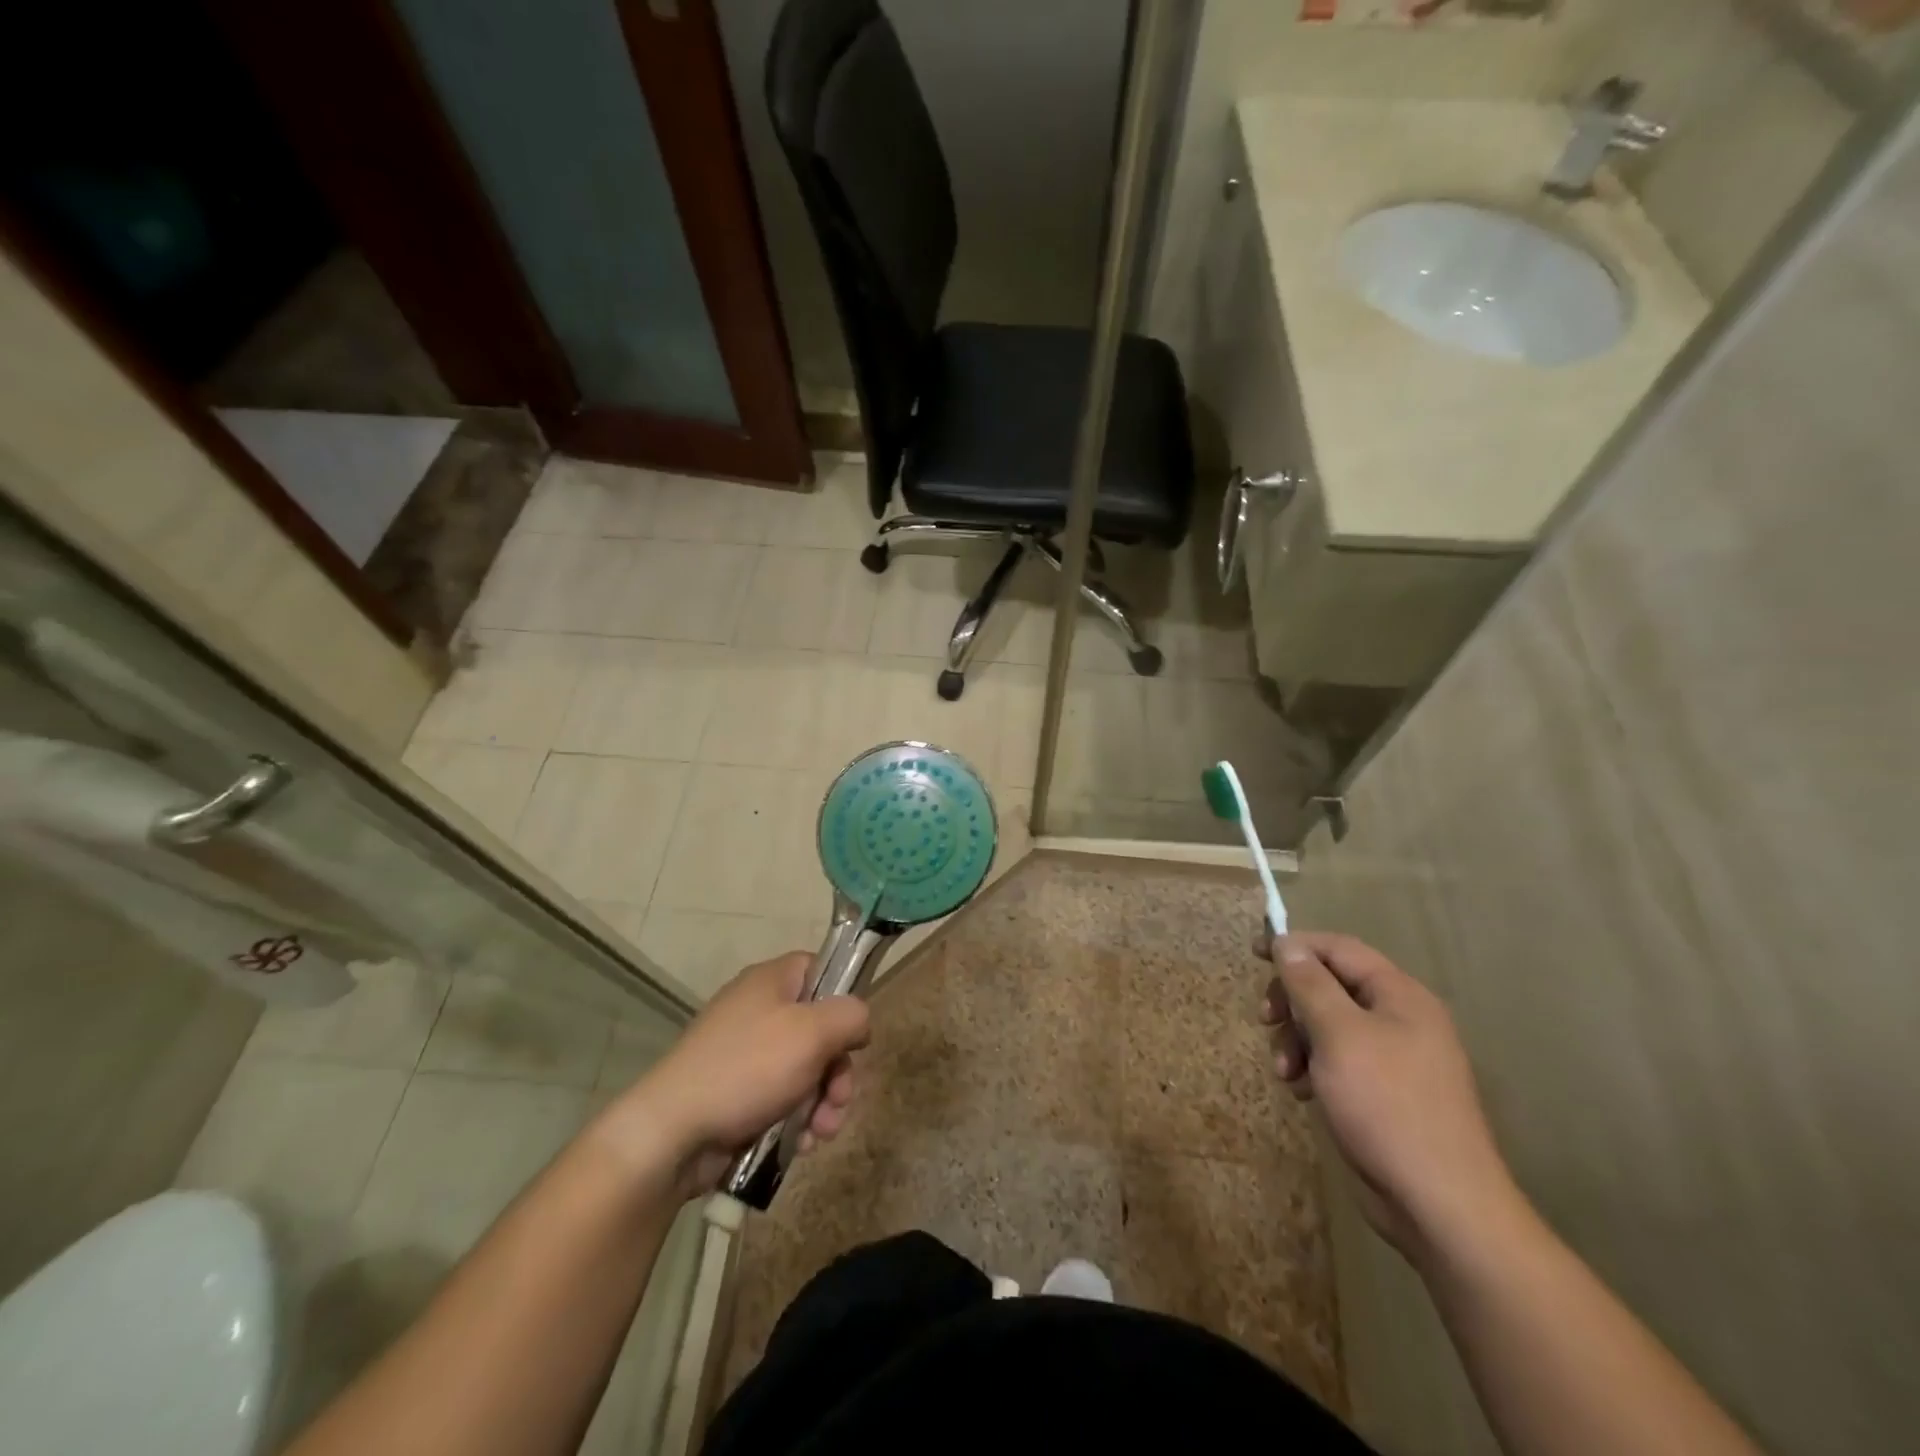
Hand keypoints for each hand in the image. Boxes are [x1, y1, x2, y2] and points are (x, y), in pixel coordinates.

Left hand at [604, 952, 870, 1200]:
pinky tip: (802, 1145)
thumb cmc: (748, 1069)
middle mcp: (758, 1009)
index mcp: (772, 981)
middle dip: (838, 1069)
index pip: (820, 969)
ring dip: (823, 1101)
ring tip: (822, 1132)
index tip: (853, 1034)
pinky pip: (782, 1097)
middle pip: (819, 1027)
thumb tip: (858, 1023)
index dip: (843, 997)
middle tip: (840, 1099)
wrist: (672, 1133)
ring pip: (805, 1069)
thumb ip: (851, 1016)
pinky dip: (797, 1119)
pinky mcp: (737, 1093)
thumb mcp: (813, 1033)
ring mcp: (745, 1053)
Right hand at [1257, 930, 1517, 1262]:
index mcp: (1400, 996)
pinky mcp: (1383, 1092)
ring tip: (1284, 1072)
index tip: (1254, 954)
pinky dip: (1312, 1068)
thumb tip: (1287, 943)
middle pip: (1330, 986)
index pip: (1339, 948)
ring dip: (1296, 1040)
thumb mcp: (1338, 1035)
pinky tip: (1301, 1093)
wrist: (1439, 1204)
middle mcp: (1400, 1019)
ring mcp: (1393, 1058)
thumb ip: (1310, 984)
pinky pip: (1336, 1060)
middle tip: (1266, 1020)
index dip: (1295, 945)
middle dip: (1292, 1001)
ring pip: (1327, 1025)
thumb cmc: (1386, 1105)